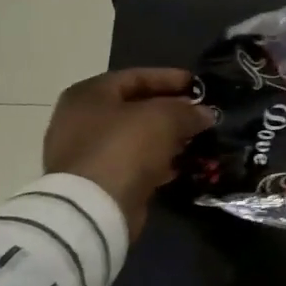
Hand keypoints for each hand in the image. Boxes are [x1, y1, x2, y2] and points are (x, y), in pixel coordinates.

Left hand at [42, 68, 213, 228]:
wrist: (93, 208)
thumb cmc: (124, 147)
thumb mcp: (164, 118)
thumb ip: (188, 111)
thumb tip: (205, 114)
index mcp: (89, 94)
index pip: (137, 76)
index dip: (171, 78)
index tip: (199, 85)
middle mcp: (80, 120)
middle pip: (135, 107)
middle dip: (171, 110)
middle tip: (199, 113)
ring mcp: (85, 152)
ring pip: (135, 137)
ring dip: (165, 137)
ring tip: (195, 139)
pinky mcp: (95, 181)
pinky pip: (131, 162)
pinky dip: (155, 161)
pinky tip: (179, 164)